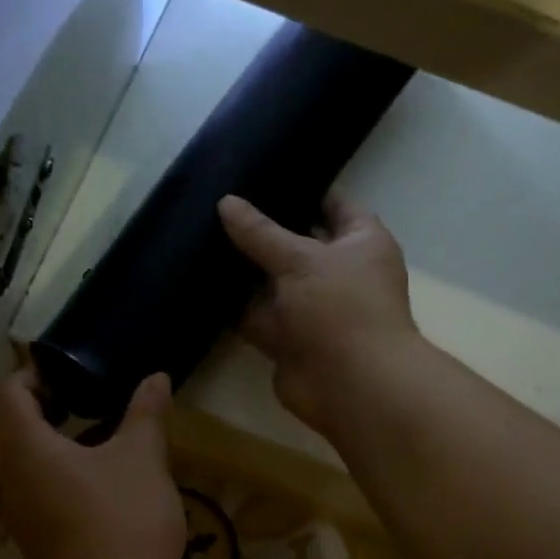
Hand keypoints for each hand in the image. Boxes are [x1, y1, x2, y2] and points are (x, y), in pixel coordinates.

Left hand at [0, 366, 185, 558]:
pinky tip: (88, 485)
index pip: (6, 394)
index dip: (29, 375)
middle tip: (76, 403)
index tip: (64, 376)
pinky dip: (49, 478)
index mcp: (25, 445)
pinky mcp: (29, 540)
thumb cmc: (123, 517)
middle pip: (5, 429)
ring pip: (15, 465)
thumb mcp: (143, 458)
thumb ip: (145, 414)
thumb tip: (156, 378)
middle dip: (35, 411)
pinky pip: (29, 494)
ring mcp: (14, 513)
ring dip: (42, 447)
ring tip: (86, 442)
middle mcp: (7, 476)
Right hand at [218, 194, 423, 435]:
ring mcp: (311, 309)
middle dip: (262, 229)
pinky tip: (199, 283)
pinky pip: (256, 315)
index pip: (332, 203)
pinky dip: (233, 306)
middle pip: (295, 243)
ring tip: (199, 237)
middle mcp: (338, 272)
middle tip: (217, 203)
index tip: (261, 172)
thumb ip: (261, 232)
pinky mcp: (287, 340)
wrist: (351, 386)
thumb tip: (226, 202)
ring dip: (242, 269)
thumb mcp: (301, 258)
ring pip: (271, 282)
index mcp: (360, 242)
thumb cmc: (341, 308)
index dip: (301, 187)